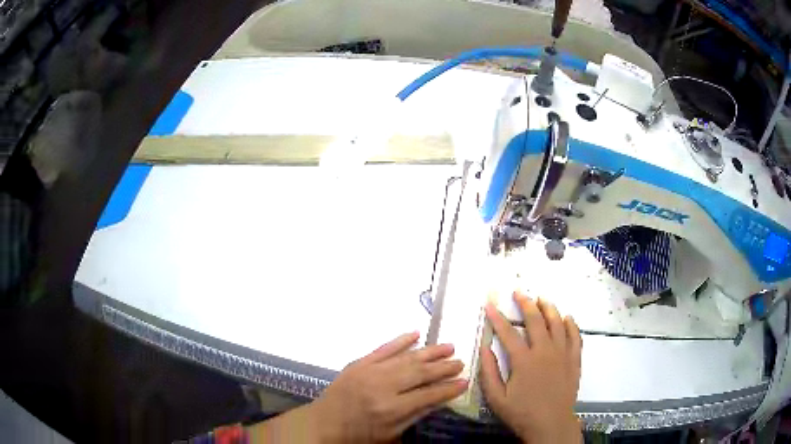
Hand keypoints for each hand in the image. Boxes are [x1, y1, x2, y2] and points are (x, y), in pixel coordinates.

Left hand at [311, 332, 467, 442]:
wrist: (324, 423)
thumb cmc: (359, 434)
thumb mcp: (390, 434)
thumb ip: (415, 415)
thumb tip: (440, 398)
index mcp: (390, 409)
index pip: (427, 395)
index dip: (448, 389)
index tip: (465, 381)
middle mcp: (382, 387)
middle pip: (419, 373)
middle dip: (443, 367)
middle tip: (461, 362)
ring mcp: (369, 371)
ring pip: (405, 357)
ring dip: (429, 351)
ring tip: (449, 346)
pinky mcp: (358, 362)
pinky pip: (383, 348)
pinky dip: (400, 340)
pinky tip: (416, 334)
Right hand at [480, 292, 582, 442]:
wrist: (551, 424)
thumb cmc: (522, 413)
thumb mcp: (497, 398)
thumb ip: (489, 372)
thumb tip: (484, 348)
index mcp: (524, 361)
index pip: (508, 333)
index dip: (497, 317)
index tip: (489, 304)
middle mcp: (545, 351)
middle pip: (536, 320)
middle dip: (526, 303)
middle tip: (519, 292)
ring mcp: (563, 354)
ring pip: (558, 323)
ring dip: (549, 308)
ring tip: (542, 298)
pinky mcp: (574, 360)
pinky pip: (575, 336)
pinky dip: (571, 324)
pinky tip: (567, 317)